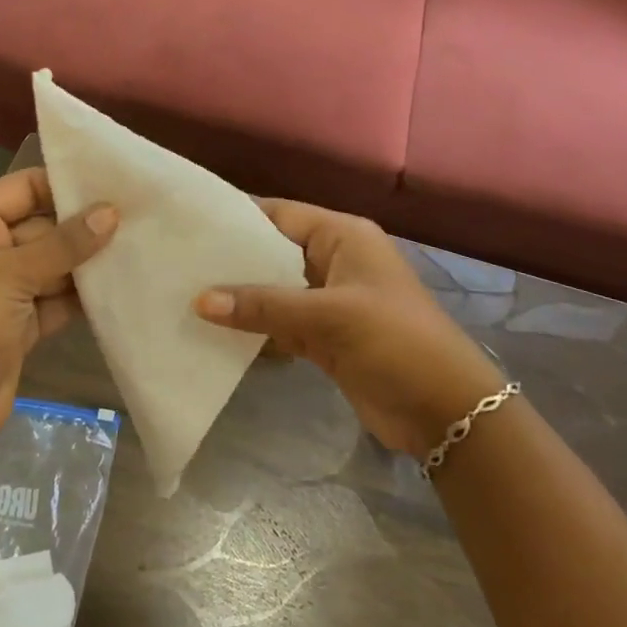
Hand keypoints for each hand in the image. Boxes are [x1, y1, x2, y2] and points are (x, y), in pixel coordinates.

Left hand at [0, 169, 116, 468]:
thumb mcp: (11, 276)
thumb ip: (64, 244)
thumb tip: (112, 212)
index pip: (24, 188)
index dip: (65, 184)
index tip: (116, 181)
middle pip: (44, 225)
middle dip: (86, 224)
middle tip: (140, 215)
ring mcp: (5, 287)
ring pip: (55, 263)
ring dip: (89, 261)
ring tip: (141, 245)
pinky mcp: (22, 322)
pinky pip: (58, 297)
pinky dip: (84, 295)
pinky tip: (123, 284)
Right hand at [195, 201, 503, 457]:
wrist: (448, 413)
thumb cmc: (396, 342)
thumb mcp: (329, 316)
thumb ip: (264, 306)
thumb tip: (199, 301)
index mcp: (343, 236)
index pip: (280, 214)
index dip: (237, 217)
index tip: (190, 224)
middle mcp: (334, 261)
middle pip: (273, 251)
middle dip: (232, 259)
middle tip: (179, 262)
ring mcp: (330, 301)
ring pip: (274, 290)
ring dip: (240, 296)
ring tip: (186, 293)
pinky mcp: (326, 338)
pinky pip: (281, 323)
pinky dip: (255, 327)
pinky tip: (216, 331)